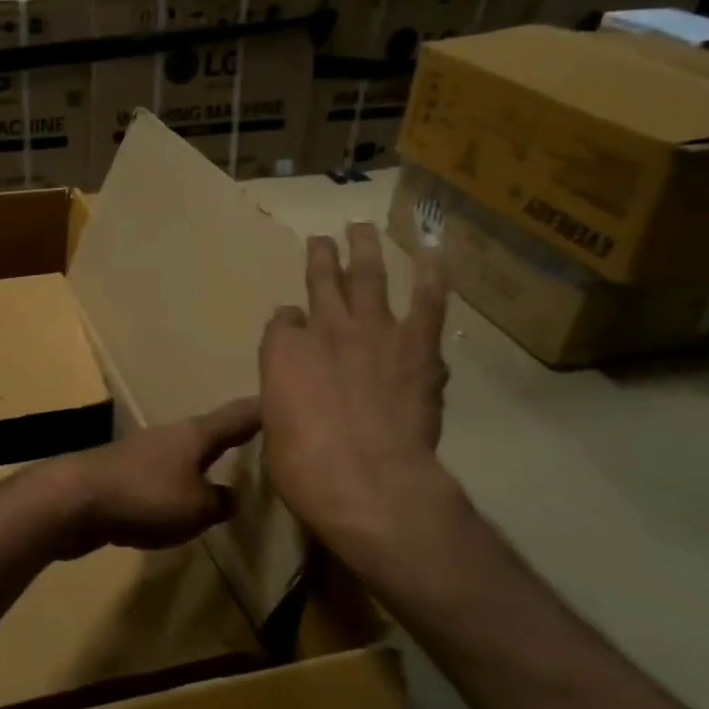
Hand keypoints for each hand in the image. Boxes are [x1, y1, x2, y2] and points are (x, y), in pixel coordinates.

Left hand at [34, 398, 262, 558]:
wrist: (73, 501)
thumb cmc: (144, 496)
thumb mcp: (196, 508)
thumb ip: (219, 503)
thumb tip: (230, 497)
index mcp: (195, 435)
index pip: (238, 416)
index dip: (262, 410)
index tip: (283, 398)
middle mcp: (170, 436)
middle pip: (209, 434)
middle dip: (232, 438)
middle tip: (259, 443)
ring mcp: (142, 454)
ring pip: (183, 458)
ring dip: (202, 466)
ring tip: (224, 476)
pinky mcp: (122, 476)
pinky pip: (160, 481)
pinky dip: (176, 490)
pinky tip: (179, 506)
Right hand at [259, 223, 450, 565]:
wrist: (367, 480)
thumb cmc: (305, 469)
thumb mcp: (275, 432)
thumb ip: (284, 400)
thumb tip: (293, 394)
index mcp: (281, 352)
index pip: (283, 322)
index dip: (289, 322)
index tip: (293, 325)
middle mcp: (323, 329)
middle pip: (321, 282)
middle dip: (320, 258)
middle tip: (322, 240)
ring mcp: (371, 331)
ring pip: (367, 276)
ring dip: (364, 249)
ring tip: (362, 227)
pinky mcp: (415, 345)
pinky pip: (427, 302)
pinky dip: (431, 275)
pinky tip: (433, 253)